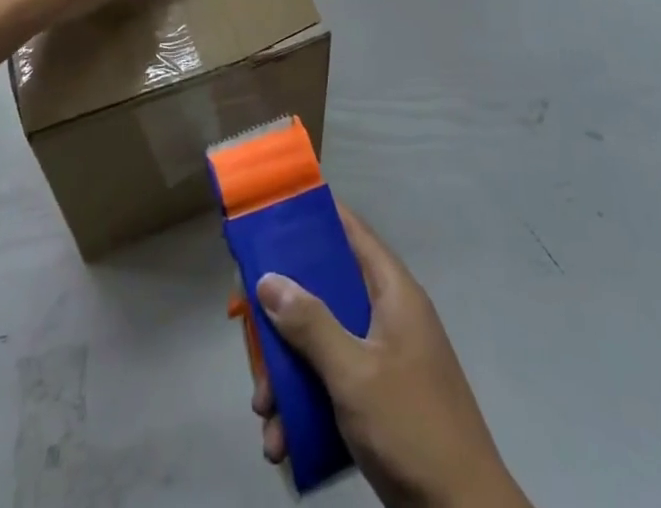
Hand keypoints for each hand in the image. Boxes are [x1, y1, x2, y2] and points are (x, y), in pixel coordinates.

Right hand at [252, 209, 530, 507]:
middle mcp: (387, 315)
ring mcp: (383, 359)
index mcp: (392, 292)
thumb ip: (311, 324)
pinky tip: (281, 442)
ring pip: (322, 344)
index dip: (314, 219)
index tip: (271, 218)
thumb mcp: (354, 373)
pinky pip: (331, 385)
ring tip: (263, 412)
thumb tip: (268, 278)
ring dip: (287, 376)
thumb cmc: (411, 425)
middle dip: (284, 319)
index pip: (351, 232)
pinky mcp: (377, 399)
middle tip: (249, 334)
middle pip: (325, 293)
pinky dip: (304, 407)